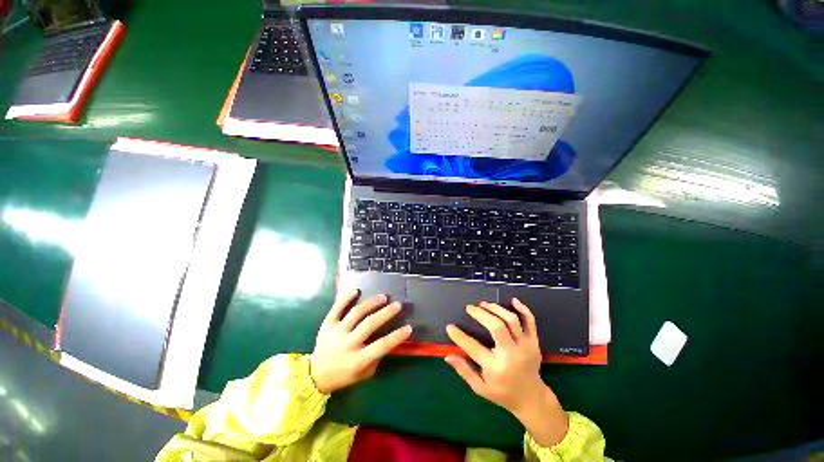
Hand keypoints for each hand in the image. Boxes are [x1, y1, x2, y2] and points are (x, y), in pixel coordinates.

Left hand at [309, 289, 411, 393]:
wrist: (315, 375)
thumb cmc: (344, 375)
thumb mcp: (364, 373)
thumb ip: (377, 357)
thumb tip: (390, 339)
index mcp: (357, 360)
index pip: (381, 346)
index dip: (397, 336)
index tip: (409, 327)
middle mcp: (347, 344)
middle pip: (369, 324)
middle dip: (386, 313)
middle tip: (397, 305)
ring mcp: (336, 332)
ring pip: (356, 313)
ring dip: (371, 303)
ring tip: (383, 297)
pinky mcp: (327, 325)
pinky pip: (336, 308)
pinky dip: (346, 298)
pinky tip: (356, 290)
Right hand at [445, 299, 568, 446]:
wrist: (532, 399)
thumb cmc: (503, 393)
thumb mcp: (480, 388)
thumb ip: (464, 371)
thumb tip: (447, 356)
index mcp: (496, 368)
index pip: (473, 347)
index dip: (459, 336)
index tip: (450, 326)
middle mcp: (511, 354)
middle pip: (497, 326)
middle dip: (481, 314)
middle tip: (470, 308)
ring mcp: (525, 346)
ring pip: (511, 320)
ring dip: (496, 308)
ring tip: (484, 304)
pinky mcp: (534, 342)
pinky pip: (530, 322)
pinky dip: (523, 309)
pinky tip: (513, 300)